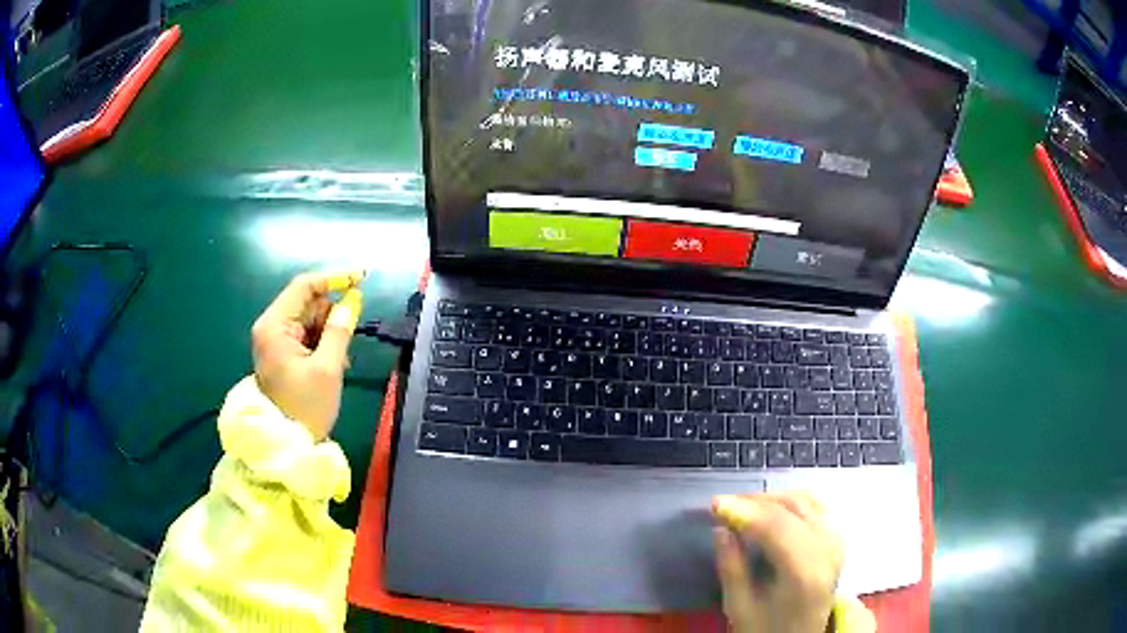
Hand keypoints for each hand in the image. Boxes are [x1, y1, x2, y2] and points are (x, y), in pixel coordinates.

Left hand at [251, 272, 363, 439]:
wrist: (287, 445)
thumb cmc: (306, 407)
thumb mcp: (328, 369)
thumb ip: (340, 330)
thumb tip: (351, 301)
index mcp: (274, 326)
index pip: (304, 286)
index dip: (334, 278)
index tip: (362, 278)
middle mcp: (270, 327)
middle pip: (307, 303)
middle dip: (331, 316)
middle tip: (347, 341)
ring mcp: (274, 341)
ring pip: (309, 320)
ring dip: (328, 333)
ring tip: (338, 362)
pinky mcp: (281, 353)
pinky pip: (306, 336)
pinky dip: (322, 344)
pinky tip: (331, 365)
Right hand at [712, 493, 844, 632]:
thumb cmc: (767, 627)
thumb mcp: (740, 607)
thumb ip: (732, 568)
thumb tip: (721, 529)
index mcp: (805, 573)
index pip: (778, 527)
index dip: (746, 510)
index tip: (715, 504)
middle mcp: (828, 550)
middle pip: (794, 507)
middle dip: (756, 501)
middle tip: (725, 505)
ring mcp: (838, 542)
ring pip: (808, 500)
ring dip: (774, 498)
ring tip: (744, 506)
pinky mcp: (838, 539)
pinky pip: (819, 506)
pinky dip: (793, 501)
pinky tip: (773, 510)